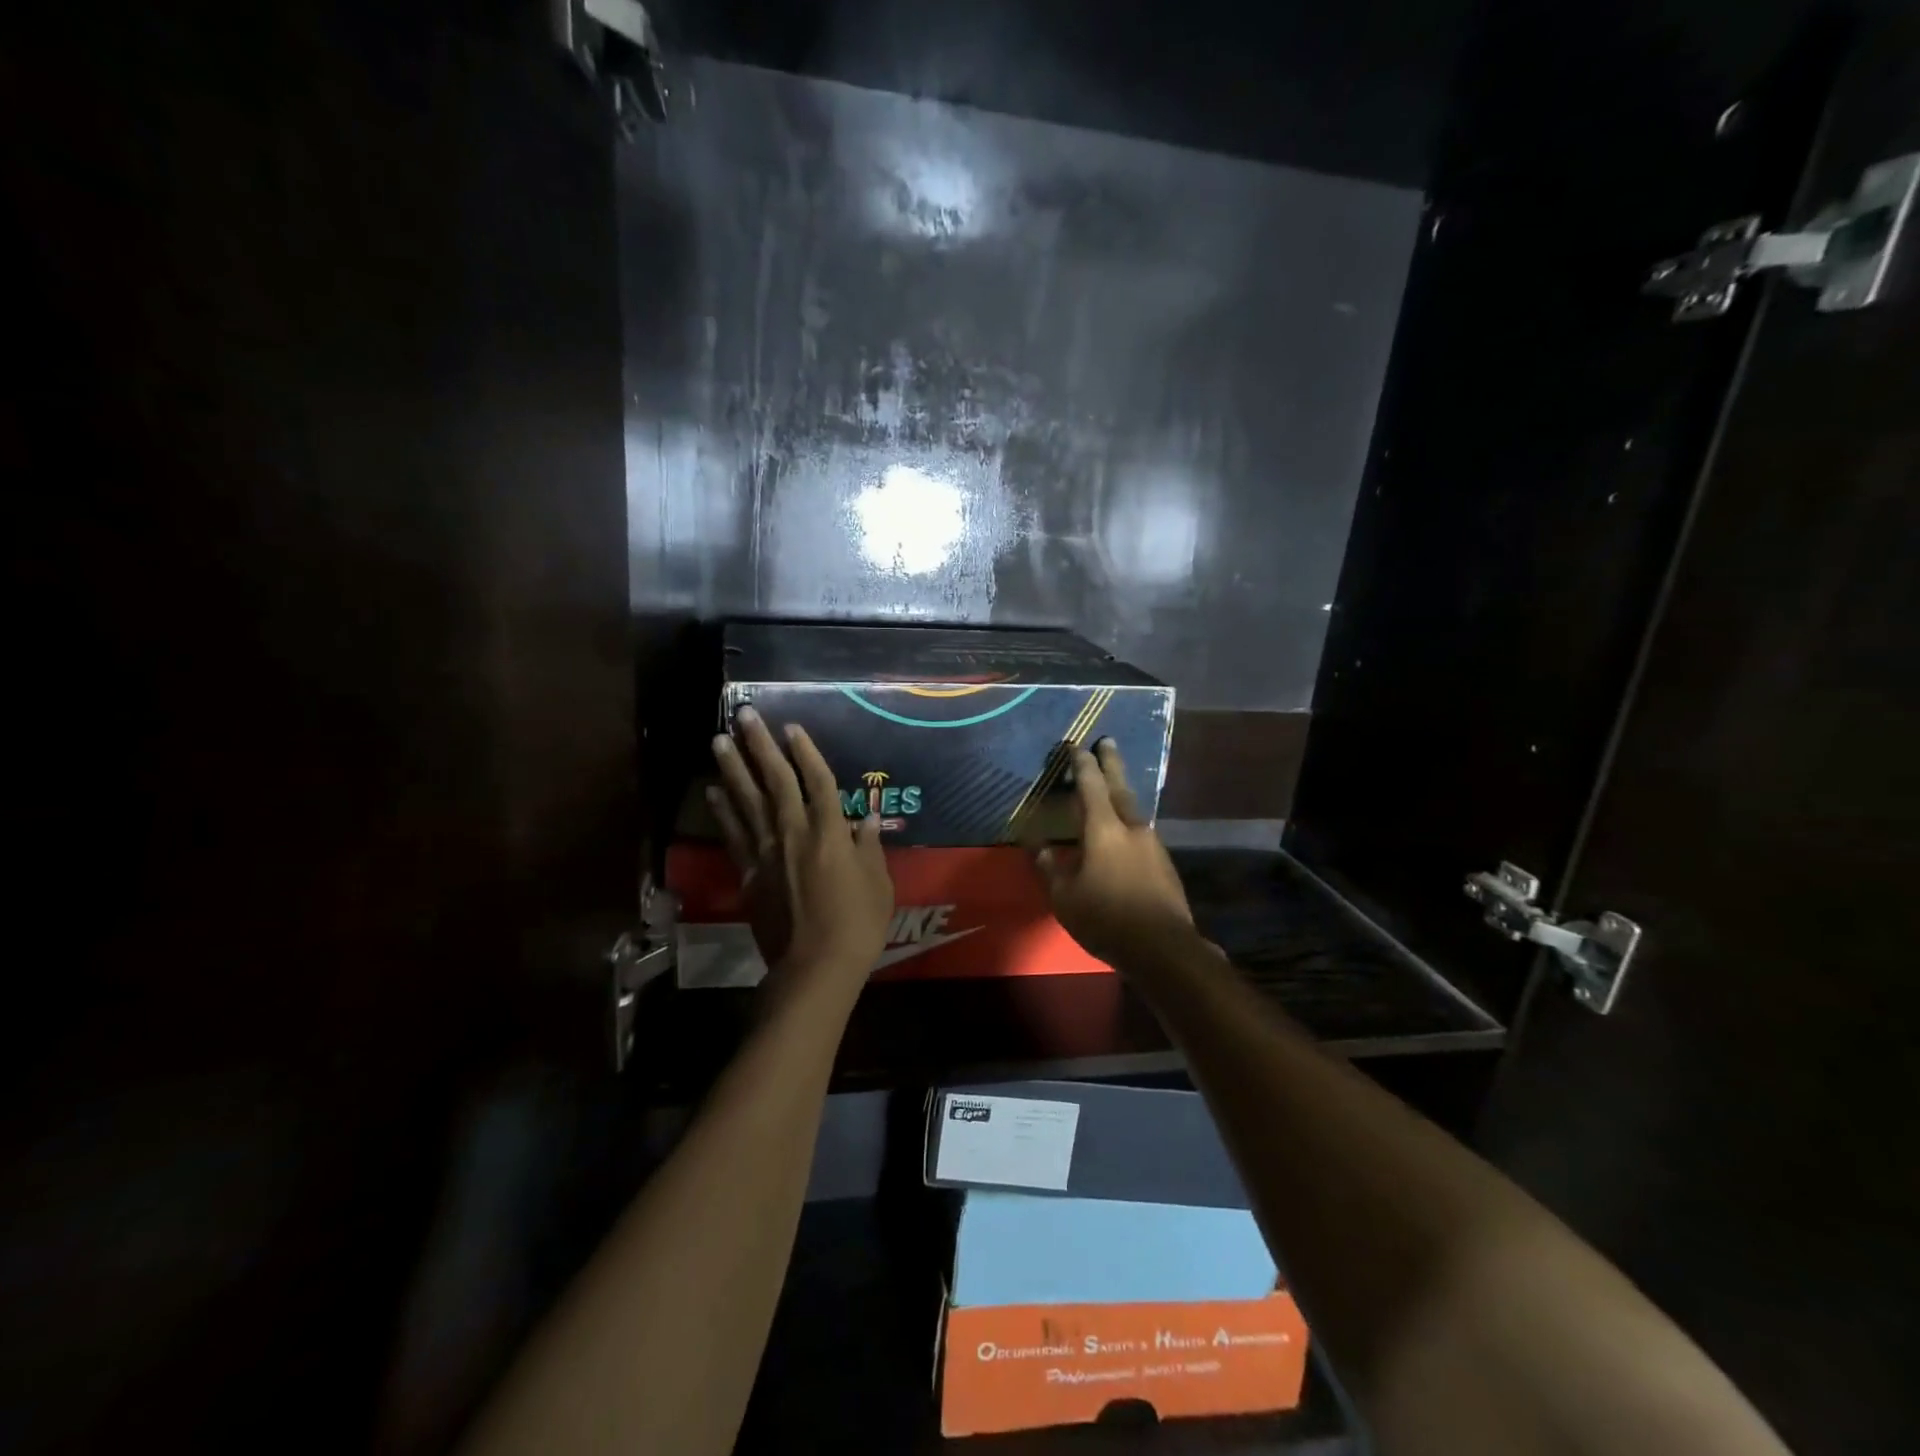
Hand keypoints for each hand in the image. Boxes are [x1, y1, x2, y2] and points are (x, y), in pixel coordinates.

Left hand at [707, 707, 893, 993]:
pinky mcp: (750, 874)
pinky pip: (734, 835)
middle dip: (760, 745)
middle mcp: (794, 833)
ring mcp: (768, 852)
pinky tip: (713, 793)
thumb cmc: (858, 925)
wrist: (815, 967)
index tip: (791, 727)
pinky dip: (723, 812)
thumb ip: (870, 848)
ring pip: (747, 802)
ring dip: (733, 769)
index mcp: (830, 832)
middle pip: (775, 781)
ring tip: (718, 740)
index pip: (818, 782)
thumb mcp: (878, 884)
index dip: (806, 752)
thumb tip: (869, 819)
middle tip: (743, 715)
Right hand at [1033, 739, 1196, 966]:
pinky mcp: (1164, 864)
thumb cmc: (1106, 918)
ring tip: (1114, 784)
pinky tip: (1125, 831)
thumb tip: (1039, 846)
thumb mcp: (1065, 897)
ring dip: (1122, 792)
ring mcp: (1153, 845)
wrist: (1163, 948)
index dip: (1082, 764)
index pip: (1090, 786)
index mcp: (1104, 830)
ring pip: (1134, 809)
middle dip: (1111, 763)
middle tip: (1107, 741)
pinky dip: (1130, 821)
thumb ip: (1051, 867)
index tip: (1075, 746)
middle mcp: (1131, 828)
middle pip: (1120, 787)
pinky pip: (1142, 831)